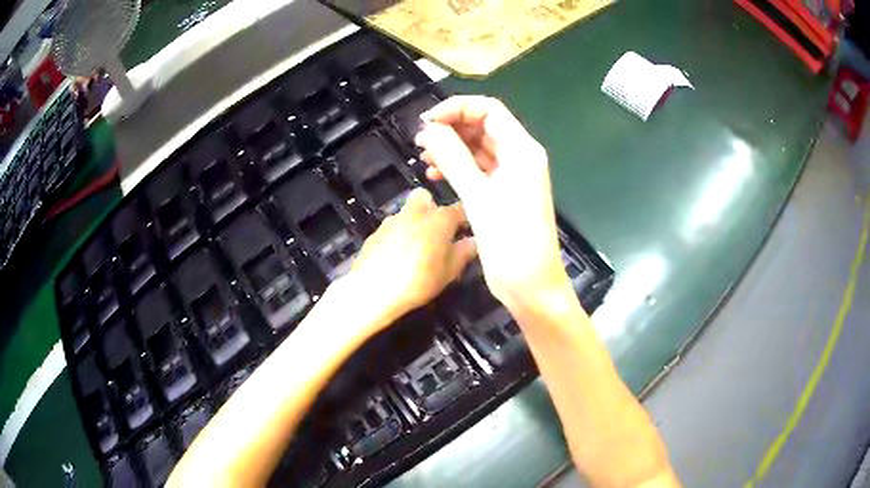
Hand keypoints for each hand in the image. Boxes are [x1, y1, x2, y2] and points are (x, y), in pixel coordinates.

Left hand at [346, 187, 476, 323]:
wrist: (373, 289)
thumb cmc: (419, 280)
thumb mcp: (449, 272)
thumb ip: (463, 253)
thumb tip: (473, 242)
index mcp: (439, 218)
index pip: (459, 210)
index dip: (466, 219)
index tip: (469, 230)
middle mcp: (416, 212)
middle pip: (426, 198)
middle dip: (432, 209)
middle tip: (437, 233)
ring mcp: (392, 220)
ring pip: (407, 213)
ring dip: (414, 224)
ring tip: (416, 250)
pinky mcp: (375, 233)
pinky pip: (392, 229)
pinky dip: (397, 237)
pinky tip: (397, 258)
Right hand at [415, 96, 567, 309]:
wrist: (531, 286)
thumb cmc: (511, 242)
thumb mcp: (479, 197)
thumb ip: (454, 158)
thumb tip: (430, 129)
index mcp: (522, 150)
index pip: (489, 110)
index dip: (456, 108)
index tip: (427, 121)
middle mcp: (519, 157)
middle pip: (483, 126)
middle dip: (451, 128)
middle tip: (420, 141)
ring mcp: (512, 176)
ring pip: (478, 148)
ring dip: (451, 148)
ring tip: (423, 156)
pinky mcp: (503, 193)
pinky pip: (478, 169)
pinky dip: (457, 168)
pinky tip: (435, 174)